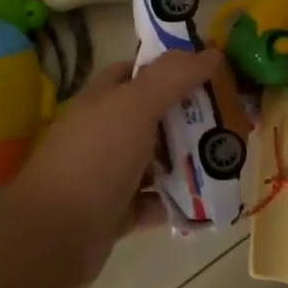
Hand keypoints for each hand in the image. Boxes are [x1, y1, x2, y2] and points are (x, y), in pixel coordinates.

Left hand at [10, 50, 224, 285]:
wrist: (53, 236)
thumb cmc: (95, 159)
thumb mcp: (134, 106)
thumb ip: (172, 77)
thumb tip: (210, 51)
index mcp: (103, 99)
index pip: (139, 72)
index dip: (172, 67)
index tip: (212, 71)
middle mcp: (104, 131)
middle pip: (154, 116)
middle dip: (190, 116)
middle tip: (234, 117)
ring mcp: (108, 173)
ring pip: (156, 159)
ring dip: (188, 160)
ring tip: (230, 158)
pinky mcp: (115, 212)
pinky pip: (154, 201)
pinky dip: (178, 201)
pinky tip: (208, 200)